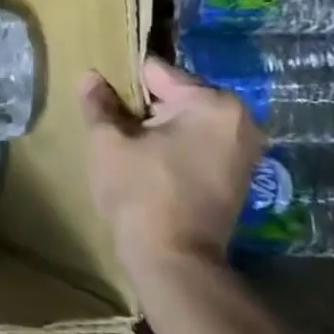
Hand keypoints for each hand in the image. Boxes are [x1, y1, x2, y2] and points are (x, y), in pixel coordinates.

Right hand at [79, 55, 263, 284]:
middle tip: (113, 129)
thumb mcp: (108, 142)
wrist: (173, 260)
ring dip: (157, 129)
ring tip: (127, 148)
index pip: (157, 73)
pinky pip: (198, 144)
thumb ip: (99, 104)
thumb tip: (90, 77)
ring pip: (185, 122)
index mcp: (213, 103)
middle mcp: (239, 120)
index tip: (103, 103)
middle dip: (143, 108)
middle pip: (175, 96)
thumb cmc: (140, 192)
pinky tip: (149, 166)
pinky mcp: (237, 175)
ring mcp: (244, 150)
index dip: (124, 86)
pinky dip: (174, 148)